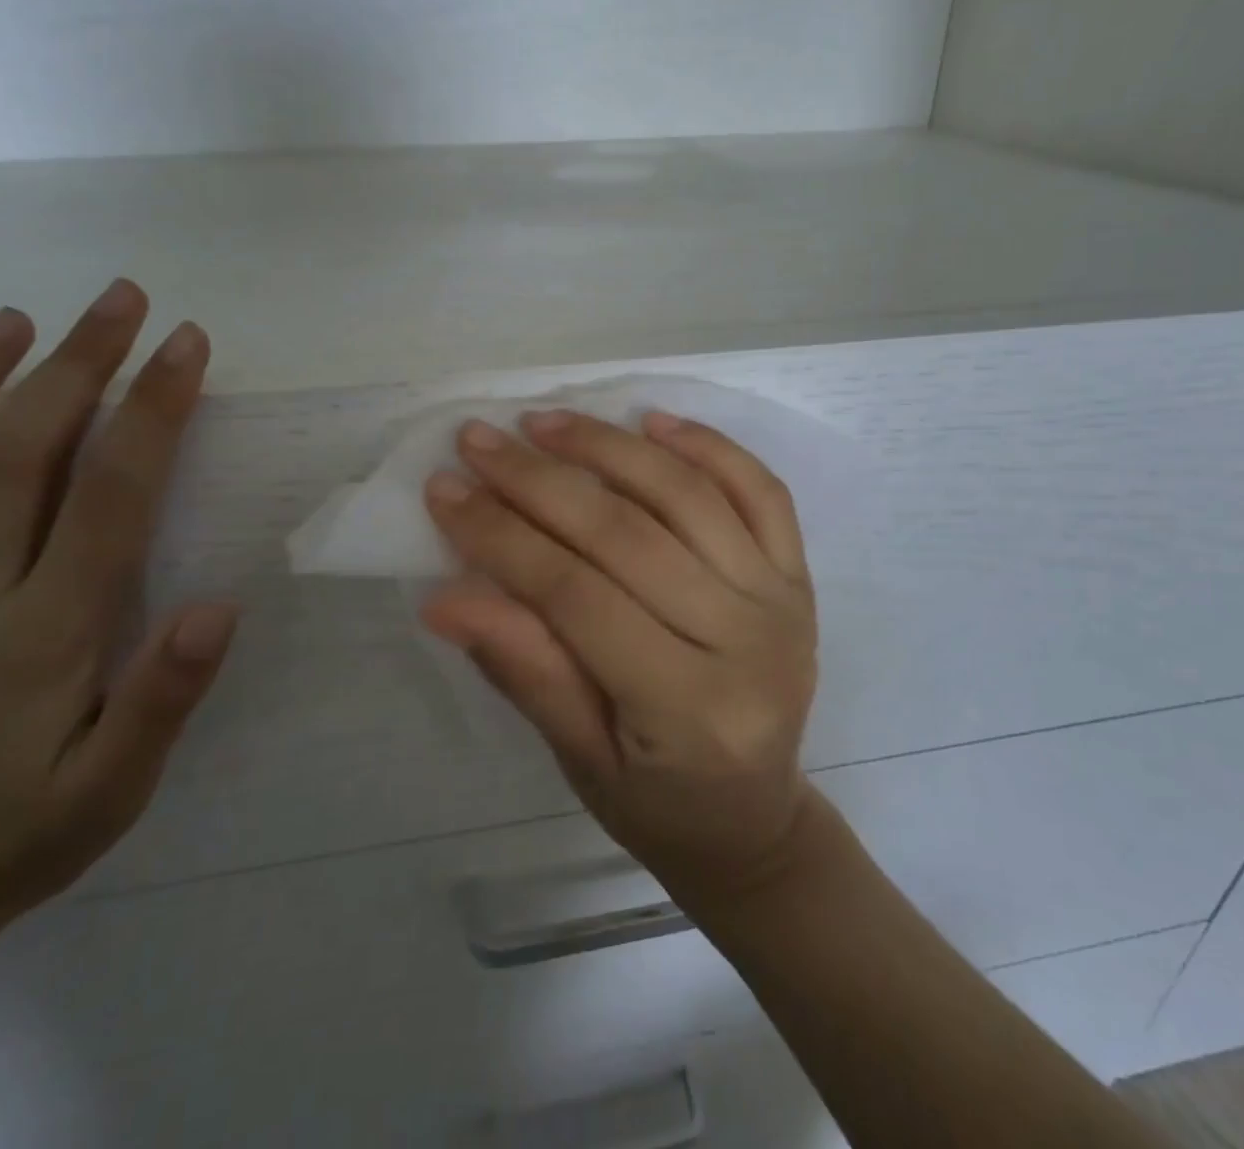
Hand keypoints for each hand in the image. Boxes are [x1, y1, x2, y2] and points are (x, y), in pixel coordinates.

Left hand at [0, 279, 237, 951]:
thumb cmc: (16, 838)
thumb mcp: (114, 788)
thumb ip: (163, 697)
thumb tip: (219, 605)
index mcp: (43, 632)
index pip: (108, 493)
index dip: (151, 410)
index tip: (185, 345)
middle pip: (14, 452)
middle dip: (75, 363)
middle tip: (121, 300)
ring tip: (14, 321)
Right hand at [420, 410, 820, 907]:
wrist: (756, 821)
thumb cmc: (657, 804)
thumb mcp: (577, 758)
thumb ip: (523, 670)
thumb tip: (445, 596)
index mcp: (688, 709)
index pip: (577, 597)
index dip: (503, 539)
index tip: (445, 490)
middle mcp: (747, 642)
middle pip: (629, 535)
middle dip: (541, 481)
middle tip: (478, 440)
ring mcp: (782, 599)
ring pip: (689, 496)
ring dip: (611, 446)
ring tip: (545, 422)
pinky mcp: (798, 575)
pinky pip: (760, 490)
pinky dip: (707, 445)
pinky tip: (651, 421)